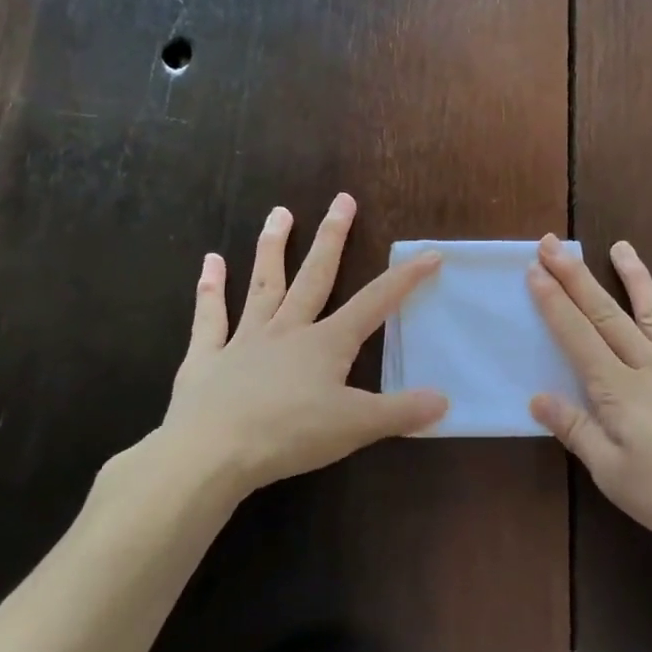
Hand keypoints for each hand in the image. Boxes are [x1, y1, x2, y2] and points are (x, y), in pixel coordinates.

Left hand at [160, 194, 446, 496]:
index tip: (429, 253)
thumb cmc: (289, 435)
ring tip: (279, 212)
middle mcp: (287, 330)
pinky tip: (210, 262)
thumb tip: (444, 400)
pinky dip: (210, 290)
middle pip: (315, 276)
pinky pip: (210, 318)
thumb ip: (400, 412)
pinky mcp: (207, 357)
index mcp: (326, 344)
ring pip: (264, 284)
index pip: (375, 303)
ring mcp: (244, 339)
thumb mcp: (356, 427)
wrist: (212, 451)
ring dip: (273, 248)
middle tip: (342, 199)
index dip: (404, 279)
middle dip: (332, 237)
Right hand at [527, 235, 651, 567]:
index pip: (577, 337)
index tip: (534, 269)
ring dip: (636, 278)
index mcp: (619, 391)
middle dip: (577, 278)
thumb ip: (577, 432)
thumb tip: (537, 397)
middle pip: (607, 315)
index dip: (553, 303)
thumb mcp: (616, 476)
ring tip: (621, 246)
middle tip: (554, 244)